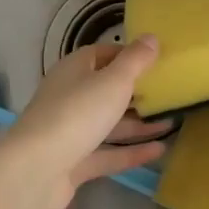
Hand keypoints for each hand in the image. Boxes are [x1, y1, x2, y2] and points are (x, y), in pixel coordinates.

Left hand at [0, 36, 165, 208]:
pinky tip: (160, 151)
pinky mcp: (74, 163)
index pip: (102, 54)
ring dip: (138, 123)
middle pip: (105, 90)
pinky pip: (107, 153)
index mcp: (74, 70)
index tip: (158, 61)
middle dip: (136, 91)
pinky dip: (131, 152)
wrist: (36, 171)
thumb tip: (151, 37)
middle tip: (170, 93)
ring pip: (108, 123)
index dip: (128, 56)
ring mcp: (70, 132)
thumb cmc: (77, 114)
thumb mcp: (113, 81)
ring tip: (172, 122)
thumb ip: (135, 60)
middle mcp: (70, 97)